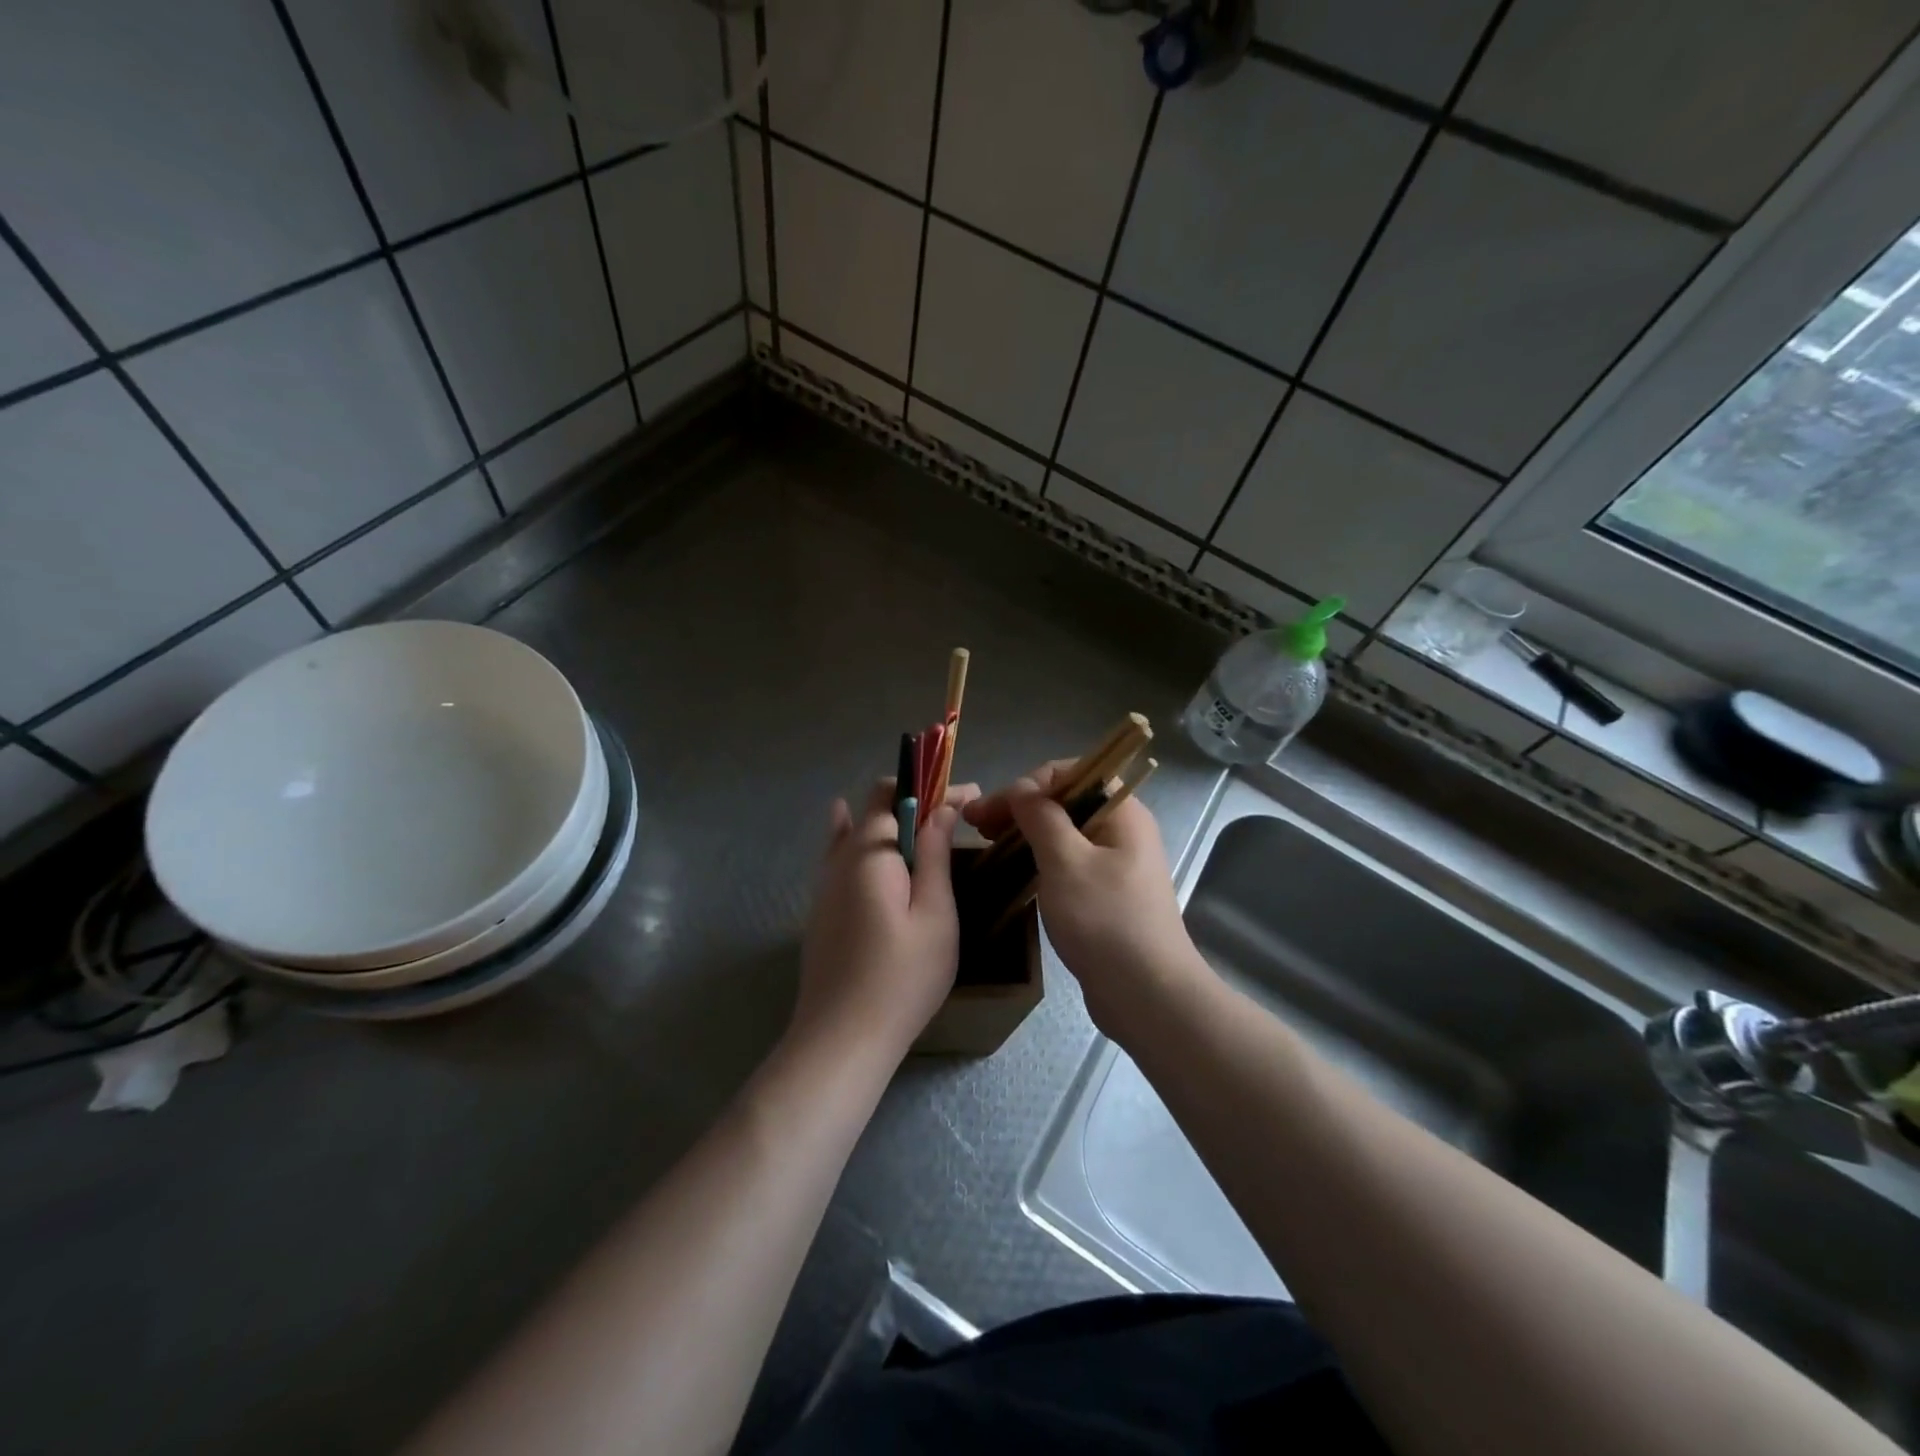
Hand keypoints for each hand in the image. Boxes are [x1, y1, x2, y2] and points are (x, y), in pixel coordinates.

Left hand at [795, 778, 977, 1059]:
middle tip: (956, 814)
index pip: (897, 796)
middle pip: (874, 809)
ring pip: (854, 831)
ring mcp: (824, 884)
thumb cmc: (901, 978)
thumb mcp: (934, 914)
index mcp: (870, 851)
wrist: (841, 1039)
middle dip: (916, 801)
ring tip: (925, 824)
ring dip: (890, 821)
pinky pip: (838, 855)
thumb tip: (943, 808)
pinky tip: (846, 822)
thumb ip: (935, 855)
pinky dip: (851, 834)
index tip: (972, 796)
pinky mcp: (822, 910)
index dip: (935, 789)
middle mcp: (840, 858)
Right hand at [965, 761, 1208, 1041]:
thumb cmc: (1105, 920)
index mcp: (1121, 812)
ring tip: (987, 845)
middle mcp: (1122, 830)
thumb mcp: (1065, 861)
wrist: (1148, 995)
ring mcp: (1116, 863)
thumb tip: (1023, 788)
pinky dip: (1039, 860)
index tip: (989, 810)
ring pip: (1064, 834)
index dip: (1026, 784)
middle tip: (975, 826)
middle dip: (1019, 808)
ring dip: (1025, 834)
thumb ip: (1041, 817)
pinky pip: (1068, 862)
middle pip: (1065, 802)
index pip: (1069, 773)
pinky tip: (1012, 871)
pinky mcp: (1106, 894)